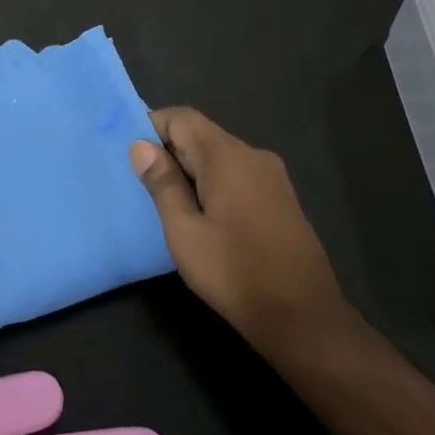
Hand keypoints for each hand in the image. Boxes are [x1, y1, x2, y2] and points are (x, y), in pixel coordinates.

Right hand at [130, 108, 350, 349]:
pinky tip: (204, 218)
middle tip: (143, 188)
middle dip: (170, 153)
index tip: (132, 160)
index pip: (182, 117)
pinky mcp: (281, 197)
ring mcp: (272, 176)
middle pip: (201, 134)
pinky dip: (214, 184)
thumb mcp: (185, 232)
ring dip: (191, 171)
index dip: (152, 129)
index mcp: (228, 157)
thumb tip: (141, 146)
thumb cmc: (234, 273)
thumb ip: (163, 185)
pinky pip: (238, 175)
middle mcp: (253, 155)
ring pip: (219, 156)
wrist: (302, 316)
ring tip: (169, 206)